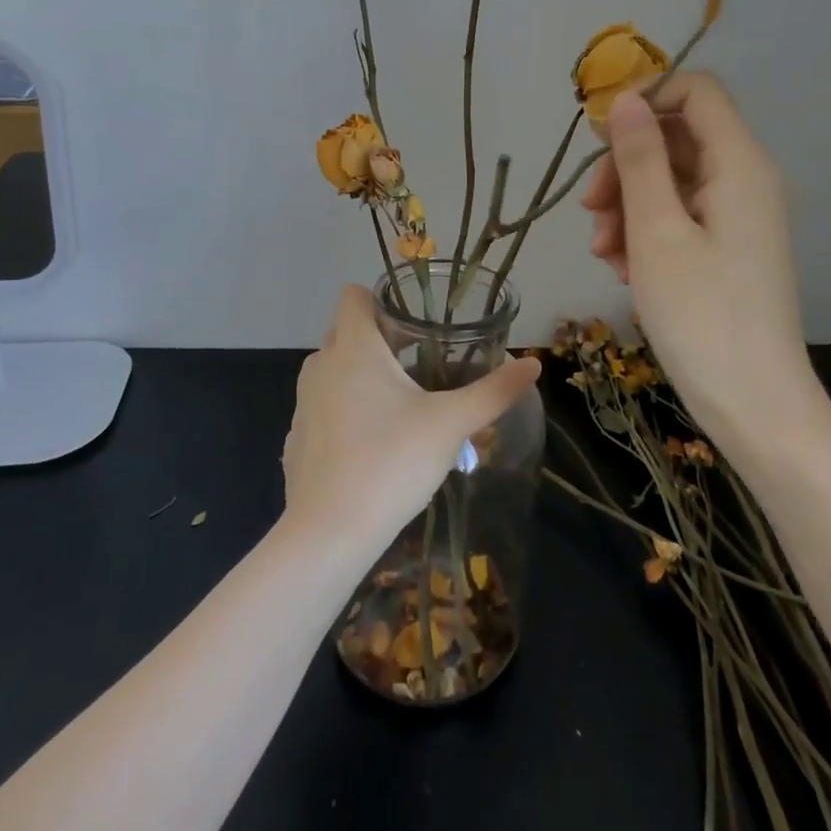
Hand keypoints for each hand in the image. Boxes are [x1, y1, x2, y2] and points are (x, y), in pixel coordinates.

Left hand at [282, 285, 539, 549]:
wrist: (328, 535)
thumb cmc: (391, 462)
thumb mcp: (451, 424)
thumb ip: (493, 391)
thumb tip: (533, 364)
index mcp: (354, 348)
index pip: (353, 296)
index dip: (381, 298)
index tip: (413, 321)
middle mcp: (321, 366)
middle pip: (346, 331)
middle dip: (379, 338)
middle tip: (420, 360)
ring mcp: (304, 404)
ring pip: (333, 371)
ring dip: (361, 375)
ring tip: (401, 402)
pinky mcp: (296, 440)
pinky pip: (324, 408)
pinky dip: (344, 412)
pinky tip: (373, 445)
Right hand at [582, 73, 825, 445]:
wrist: (755, 406)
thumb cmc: (702, 315)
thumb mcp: (656, 231)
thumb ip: (640, 159)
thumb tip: (627, 99)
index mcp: (739, 164)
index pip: (697, 91)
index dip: (646, 101)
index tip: (601, 141)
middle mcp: (745, 180)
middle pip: (676, 139)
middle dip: (625, 167)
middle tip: (592, 213)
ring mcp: (737, 218)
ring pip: (671, 182)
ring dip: (628, 207)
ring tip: (605, 255)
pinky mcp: (728, 250)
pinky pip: (680, 218)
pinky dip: (646, 234)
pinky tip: (625, 271)